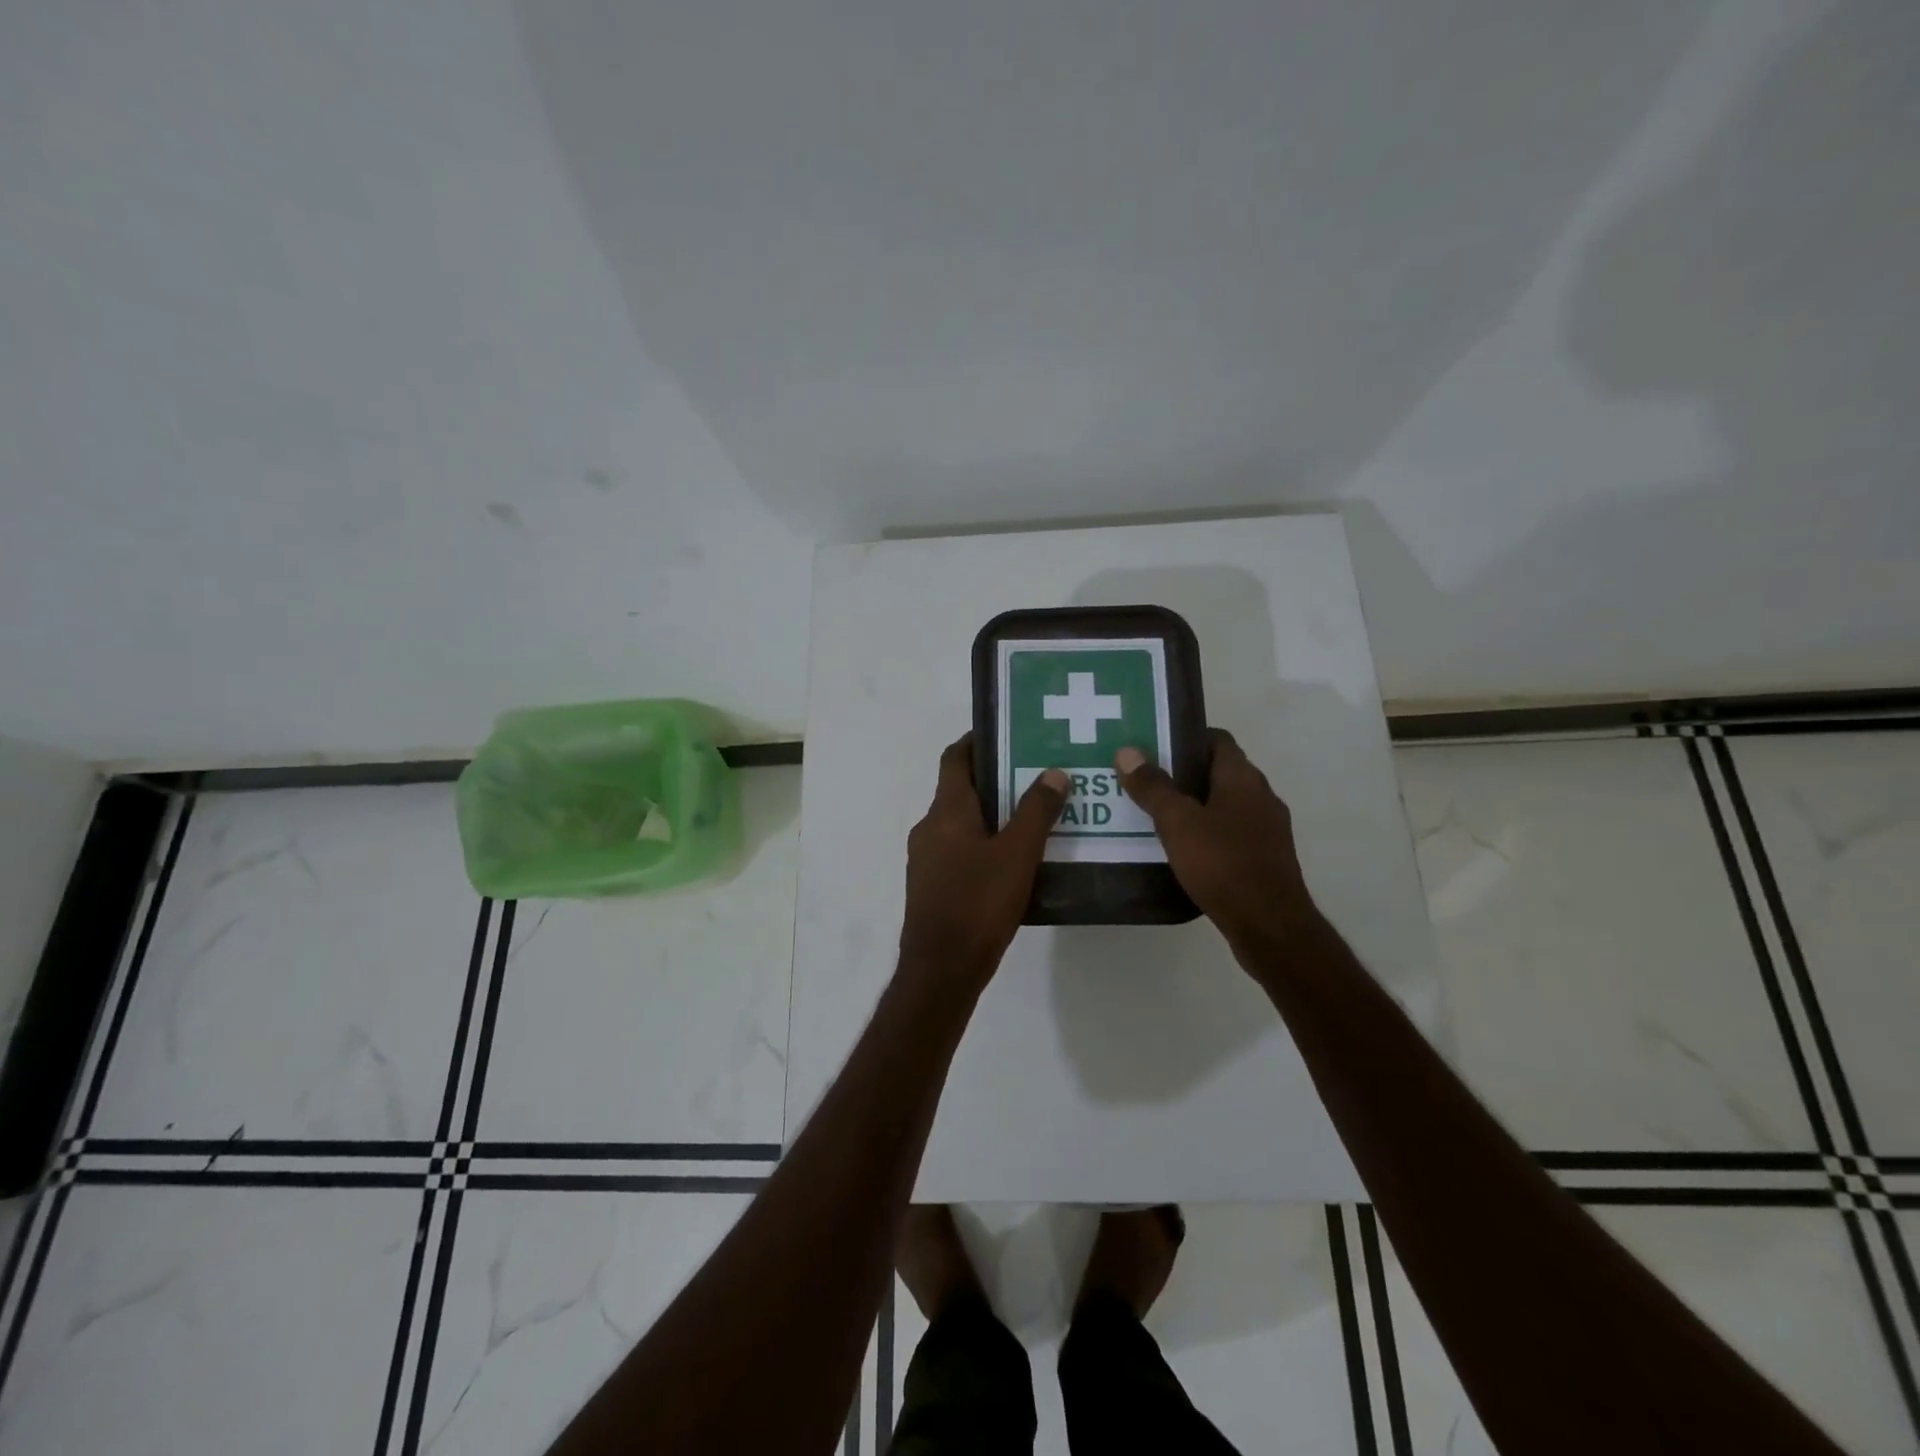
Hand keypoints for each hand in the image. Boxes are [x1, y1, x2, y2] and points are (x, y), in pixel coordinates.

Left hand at [900, 734, 1067, 988]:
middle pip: (960, 789)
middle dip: (995, 779)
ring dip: (992, 814)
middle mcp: (930, 827)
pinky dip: (984, 843)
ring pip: (962, 822)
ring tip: (1033, 816)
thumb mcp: (1017, 853)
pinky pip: (960, 850)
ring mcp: (927, 858)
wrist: (942, 968)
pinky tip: (1015, 859)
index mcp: (946, 810)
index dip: (976, 741)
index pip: (955, 758)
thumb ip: (1036, 811)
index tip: (1007, 733)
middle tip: (1035, 775)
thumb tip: (1053, 772)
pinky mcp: (933, 885)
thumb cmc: (978, 902)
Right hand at [1115, 730, 1317, 954]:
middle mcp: (1260, 796)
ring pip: (1224, 804)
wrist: (1270, 925)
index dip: (1185, 738)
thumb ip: (1152, 787)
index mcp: (1243, 778)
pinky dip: (1207, 833)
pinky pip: (1231, 832)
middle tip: (1144, 780)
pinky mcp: (1265, 858)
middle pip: (1218, 772)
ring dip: (1194, 805)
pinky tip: (1181, 849)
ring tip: (1155, 815)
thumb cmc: (1223, 863)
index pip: (1216, 739)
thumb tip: (1127, 750)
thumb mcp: (1178, 822)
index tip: (1153, 747)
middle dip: (1182, 774)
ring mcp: (1267, 829)